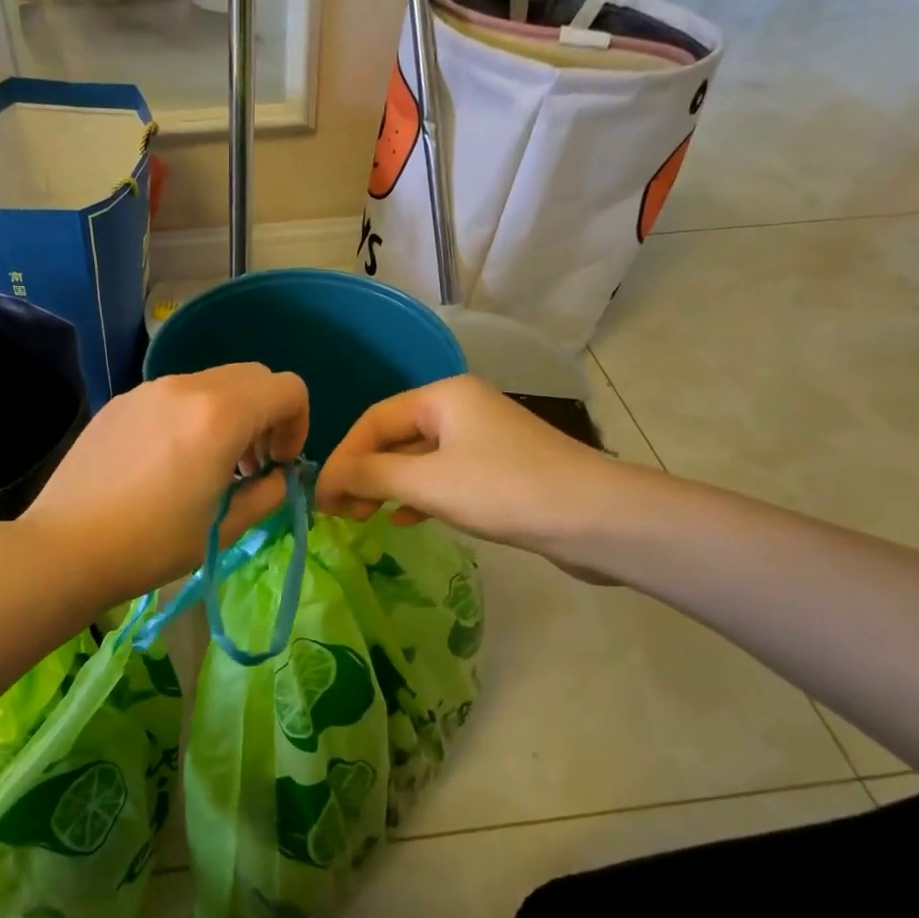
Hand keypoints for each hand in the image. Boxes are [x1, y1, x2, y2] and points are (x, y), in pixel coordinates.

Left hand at [19, 363, 309, 602]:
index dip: (299, 425)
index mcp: (220, 415)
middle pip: (253, 377)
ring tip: (211, 465)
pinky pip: (175, 395)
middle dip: (267, 416)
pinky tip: (169, 463)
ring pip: (213, 383)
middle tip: (252, 464)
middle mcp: (187, 387)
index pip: (288, 389)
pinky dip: (193, 417)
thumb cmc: (152, 545)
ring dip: (230, 415)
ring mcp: (149, 389)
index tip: (280, 464)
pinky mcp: (122, 401)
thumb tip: (280, 476)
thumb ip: (268, 494)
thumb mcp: (225, 527)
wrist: (65, 548)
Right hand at [315, 375, 637, 579]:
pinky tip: (403, 520)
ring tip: (363, 518)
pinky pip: (444, 478)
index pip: (373, 420)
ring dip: (387, 487)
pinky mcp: (500, 472)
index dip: (342, 457)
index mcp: (443, 396)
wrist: (596, 519)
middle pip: (394, 438)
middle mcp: (461, 409)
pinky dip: (419, 497)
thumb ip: (371, 476)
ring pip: (418, 460)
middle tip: (341, 512)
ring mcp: (483, 440)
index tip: (322, 497)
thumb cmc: (504, 490)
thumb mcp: (427, 481)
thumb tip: (327, 479)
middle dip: (364, 473)